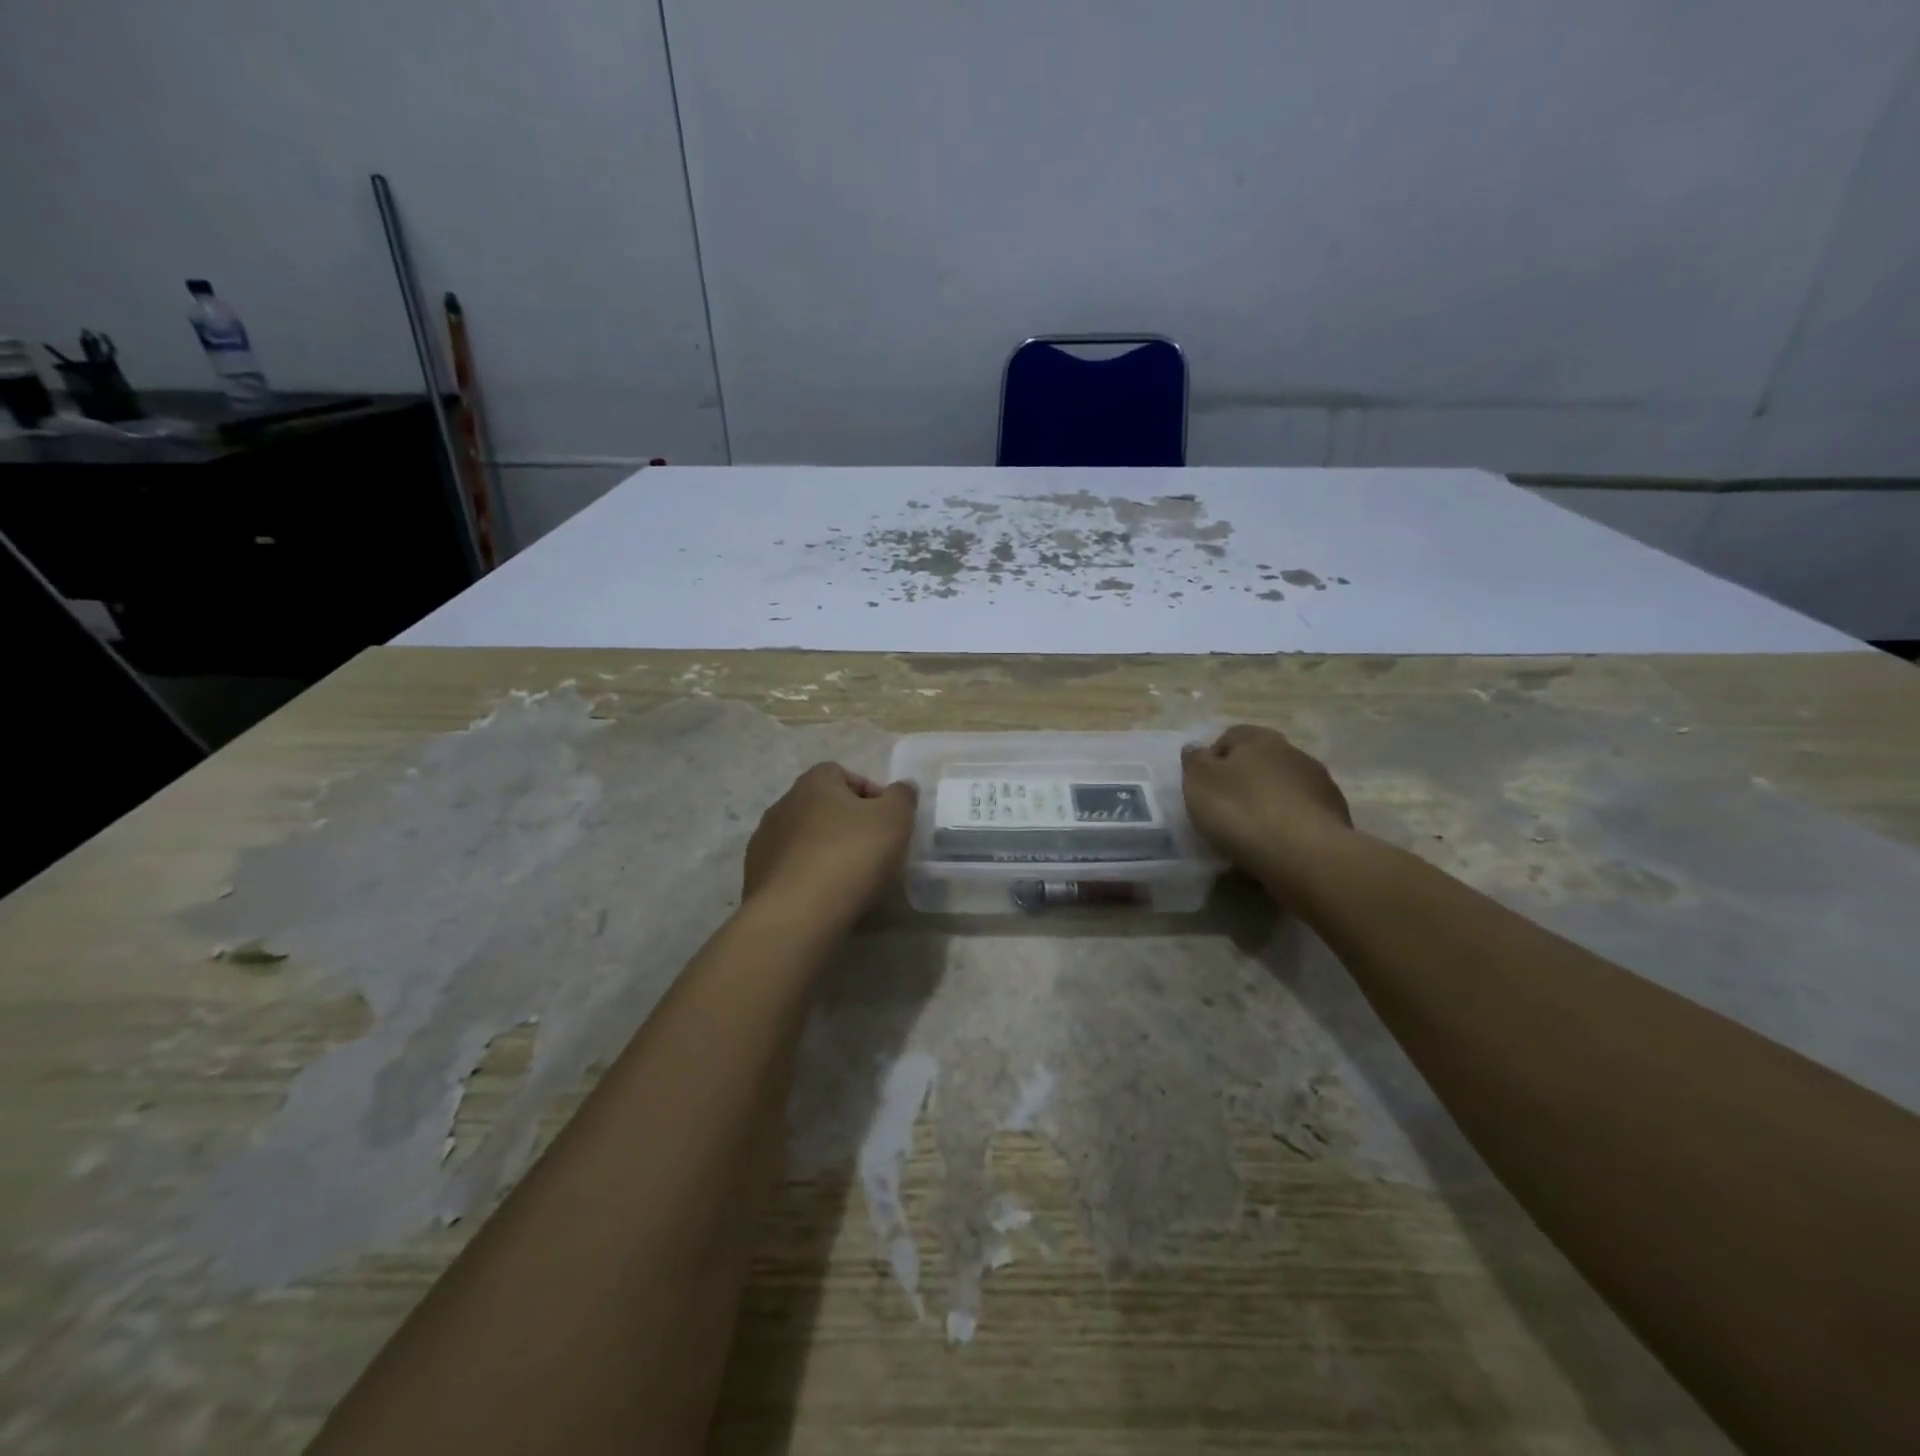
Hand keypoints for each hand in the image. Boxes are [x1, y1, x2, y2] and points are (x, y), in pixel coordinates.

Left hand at [742, 763, 916, 928]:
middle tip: (873, 852)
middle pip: (823, 808)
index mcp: (814, 783)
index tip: (888, 823)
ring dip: (826, 852)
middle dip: (848, 825)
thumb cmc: (850, 855)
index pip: (844, 775)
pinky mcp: (756, 877)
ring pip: (805, 840)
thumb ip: (903, 796)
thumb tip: (901, 788)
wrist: (796, 914)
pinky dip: (808, 878)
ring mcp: (764, 842)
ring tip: (850, 881)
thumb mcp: (895, 819)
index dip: (871, 796)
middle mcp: (783, 804)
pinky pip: (790, 870)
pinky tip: (825, 899)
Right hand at [1182, 726, 1352, 883]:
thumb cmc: (1242, 811)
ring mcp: (1320, 784)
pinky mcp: (1336, 815)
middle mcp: (1294, 752)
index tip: (1203, 788)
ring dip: (1269, 802)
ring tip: (1252, 832)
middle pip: (1261, 761)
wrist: (1305, 854)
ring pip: (1284, 787)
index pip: (1230, 737)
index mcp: (1259, 739)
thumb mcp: (1200, 783)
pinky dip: (1289, 824)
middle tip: (1225, 809)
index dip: (1213, 759)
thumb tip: (1196, 747)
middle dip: (1244, 780)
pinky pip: (1302, 813)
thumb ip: (1194, 760)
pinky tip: (1277, 845)